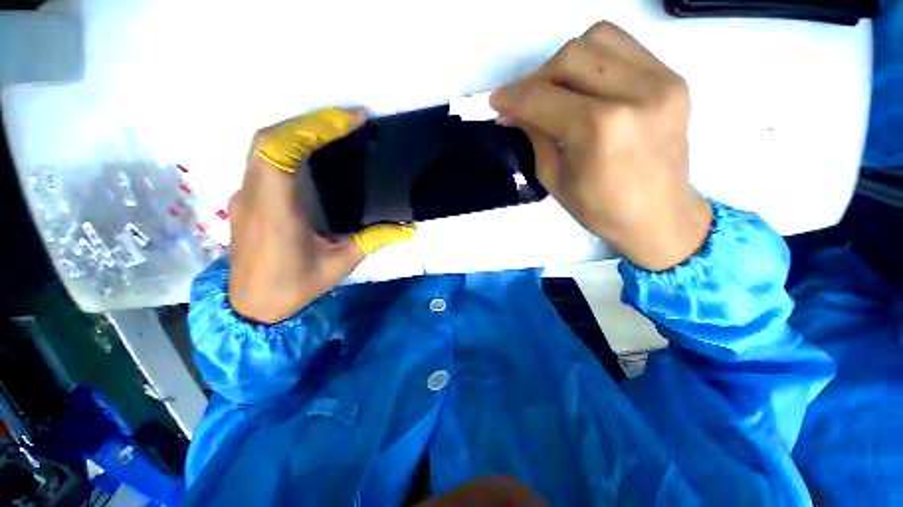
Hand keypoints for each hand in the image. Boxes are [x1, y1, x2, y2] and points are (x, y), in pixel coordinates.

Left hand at [228, 108, 415, 323]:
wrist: (251, 306)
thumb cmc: (294, 286)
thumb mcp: (341, 264)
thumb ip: (375, 241)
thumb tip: (409, 229)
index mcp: (276, 212)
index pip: (282, 151)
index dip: (314, 127)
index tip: (353, 120)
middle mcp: (254, 196)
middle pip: (270, 138)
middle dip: (312, 121)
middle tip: (351, 121)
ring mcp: (246, 195)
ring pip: (265, 145)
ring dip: (300, 129)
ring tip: (337, 129)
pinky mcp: (248, 199)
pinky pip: (264, 159)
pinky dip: (290, 144)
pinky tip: (315, 151)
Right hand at [491, 22, 711, 270]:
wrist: (658, 215)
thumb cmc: (600, 208)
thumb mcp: (554, 178)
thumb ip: (534, 136)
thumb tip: (512, 111)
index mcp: (599, 130)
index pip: (543, 97)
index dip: (513, 96)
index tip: (496, 101)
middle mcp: (634, 93)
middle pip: (571, 56)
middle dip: (537, 77)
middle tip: (527, 101)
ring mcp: (661, 80)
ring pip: (598, 39)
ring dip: (566, 62)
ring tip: (557, 91)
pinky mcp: (673, 78)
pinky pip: (624, 47)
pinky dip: (595, 59)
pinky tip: (585, 85)